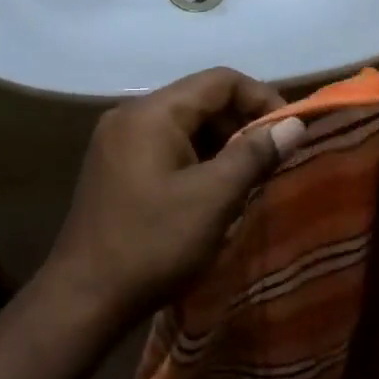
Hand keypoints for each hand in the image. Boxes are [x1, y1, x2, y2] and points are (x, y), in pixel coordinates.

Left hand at [40, 68, 304, 326]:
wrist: (83, 298)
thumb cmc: (153, 243)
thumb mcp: (213, 198)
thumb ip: (255, 154)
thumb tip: (294, 124)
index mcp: (152, 112)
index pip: (220, 80)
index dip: (261, 98)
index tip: (289, 132)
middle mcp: (131, 115)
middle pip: (201, 100)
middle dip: (242, 123)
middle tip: (272, 160)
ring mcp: (118, 141)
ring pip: (185, 125)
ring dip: (222, 144)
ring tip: (249, 179)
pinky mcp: (115, 167)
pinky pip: (166, 146)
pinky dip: (197, 159)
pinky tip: (214, 191)